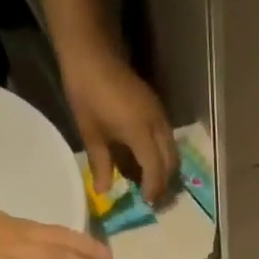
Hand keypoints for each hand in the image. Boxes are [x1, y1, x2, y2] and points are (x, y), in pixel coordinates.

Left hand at [60, 47, 177, 203]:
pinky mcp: (157, 109)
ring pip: (172, 150)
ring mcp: (160, 115)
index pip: (155, 169)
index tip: (148, 203)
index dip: (153, 189)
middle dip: (165, 183)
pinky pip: (167, 139)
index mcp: (140, 132)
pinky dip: (162, 154)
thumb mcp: (91, 133)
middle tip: (154, 198)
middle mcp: (157, 125)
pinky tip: (147, 160)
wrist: (92, 54)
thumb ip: (101, 165)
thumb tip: (104, 192)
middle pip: (171, 162)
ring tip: (152, 182)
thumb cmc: (87, 93)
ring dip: (165, 169)